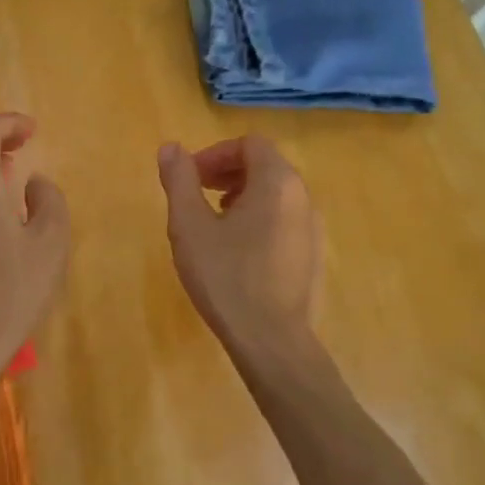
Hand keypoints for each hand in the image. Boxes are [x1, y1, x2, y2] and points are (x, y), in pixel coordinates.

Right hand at [158, 137, 322, 362]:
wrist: (272, 340)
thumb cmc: (226, 277)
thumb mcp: (189, 226)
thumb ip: (180, 180)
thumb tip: (171, 147)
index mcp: (277, 182)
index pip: (249, 143)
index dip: (215, 154)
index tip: (191, 178)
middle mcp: (303, 197)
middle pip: (265, 165)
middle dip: (227, 172)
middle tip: (197, 195)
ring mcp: (313, 228)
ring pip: (276, 194)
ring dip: (242, 195)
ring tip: (214, 222)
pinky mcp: (314, 255)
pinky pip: (285, 220)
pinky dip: (260, 219)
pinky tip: (238, 251)